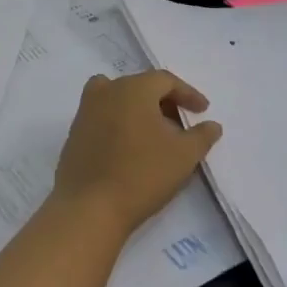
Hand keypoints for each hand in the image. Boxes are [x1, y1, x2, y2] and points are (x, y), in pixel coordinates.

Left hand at [51, 71, 222, 234]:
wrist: (90, 206)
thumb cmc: (142, 174)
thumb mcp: (184, 156)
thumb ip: (202, 136)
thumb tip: (211, 124)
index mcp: (132, 88)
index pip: (165, 80)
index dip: (187, 93)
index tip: (202, 110)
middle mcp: (105, 91)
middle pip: (139, 86)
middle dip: (163, 101)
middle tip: (181, 123)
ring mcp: (85, 111)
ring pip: (118, 98)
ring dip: (138, 110)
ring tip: (155, 133)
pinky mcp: (74, 132)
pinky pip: (102, 116)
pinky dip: (120, 122)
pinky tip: (130, 147)